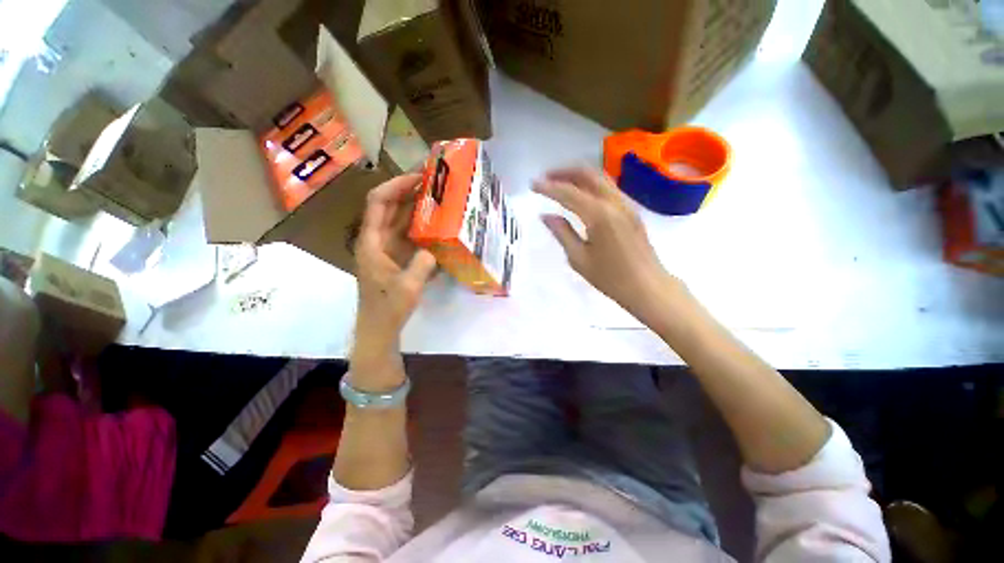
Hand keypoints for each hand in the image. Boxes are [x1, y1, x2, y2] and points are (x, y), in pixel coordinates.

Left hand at [353, 174, 436, 371]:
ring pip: (400, 220)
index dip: (396, 186)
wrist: (379, 328)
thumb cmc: (387, 308)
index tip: (418, 178)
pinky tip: (437, 224)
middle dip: (409, 191)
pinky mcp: (397, 257)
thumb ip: (421, 265)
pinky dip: (421, 227)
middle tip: (434, 183)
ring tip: (439, 198)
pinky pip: (408, 235)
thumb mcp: (408, 288)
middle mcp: (377, 240)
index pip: (379, 203)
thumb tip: (434, 249)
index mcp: (372, 242)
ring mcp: (387, 248)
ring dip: (416, 208)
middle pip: (389, 207)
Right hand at [534, 167, 675, 316]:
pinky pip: (608, 188)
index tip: (532, 185)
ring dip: (578, 176)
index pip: (568, 193)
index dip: (548, 187)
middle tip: (545, 178)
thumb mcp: (579, 258)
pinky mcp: (631, 210)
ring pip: (599, 178)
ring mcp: (626, 204)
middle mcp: (614, 202)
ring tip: (559, 183)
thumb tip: (546, 216)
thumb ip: (562, 233)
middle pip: (587, 174)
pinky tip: (580, 195)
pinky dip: (590, 185)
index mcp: (599, 215)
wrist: (648, 287)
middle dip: (564, 172)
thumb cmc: (610, 278)